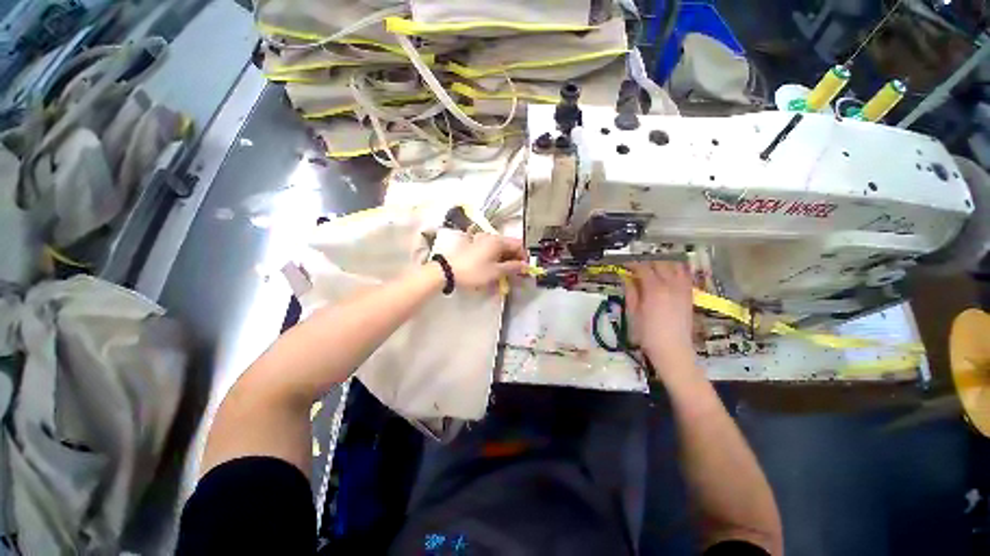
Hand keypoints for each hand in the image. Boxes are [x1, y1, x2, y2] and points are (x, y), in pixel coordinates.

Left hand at [446, 233, 527, 289]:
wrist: (447, 271)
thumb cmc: (473, 271)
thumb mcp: (495, 272)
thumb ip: (512, 268)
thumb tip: (525, 266)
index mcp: (498, 240)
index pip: (518, 245)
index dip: (525, 257)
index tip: (526, 269)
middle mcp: (491, 237)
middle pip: (509, 246)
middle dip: (515, 259)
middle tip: (518, 273)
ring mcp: (481, 240)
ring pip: (500, 249)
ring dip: (506, 260)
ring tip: (506, 273)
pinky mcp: (475, 246)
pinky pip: (491, 251)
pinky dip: (497, 259)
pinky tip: (495, 269)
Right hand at [624, 262, 696, 376]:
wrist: (672, 349)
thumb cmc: (647, 333)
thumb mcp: (633, 313)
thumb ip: (631, 292)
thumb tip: (627, 278)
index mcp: (654, 289)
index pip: (643, 268)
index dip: (633, 264)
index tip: (625, 265)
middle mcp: (670, 285)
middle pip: (660, 264)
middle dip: (647, 263)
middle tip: (637, 268)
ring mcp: (683, 289)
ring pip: (676, 266)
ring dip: (664, 264)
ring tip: (654, 270)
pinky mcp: (689, 296)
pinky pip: (686, 276)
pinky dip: (677, 271)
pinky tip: (669, 276)